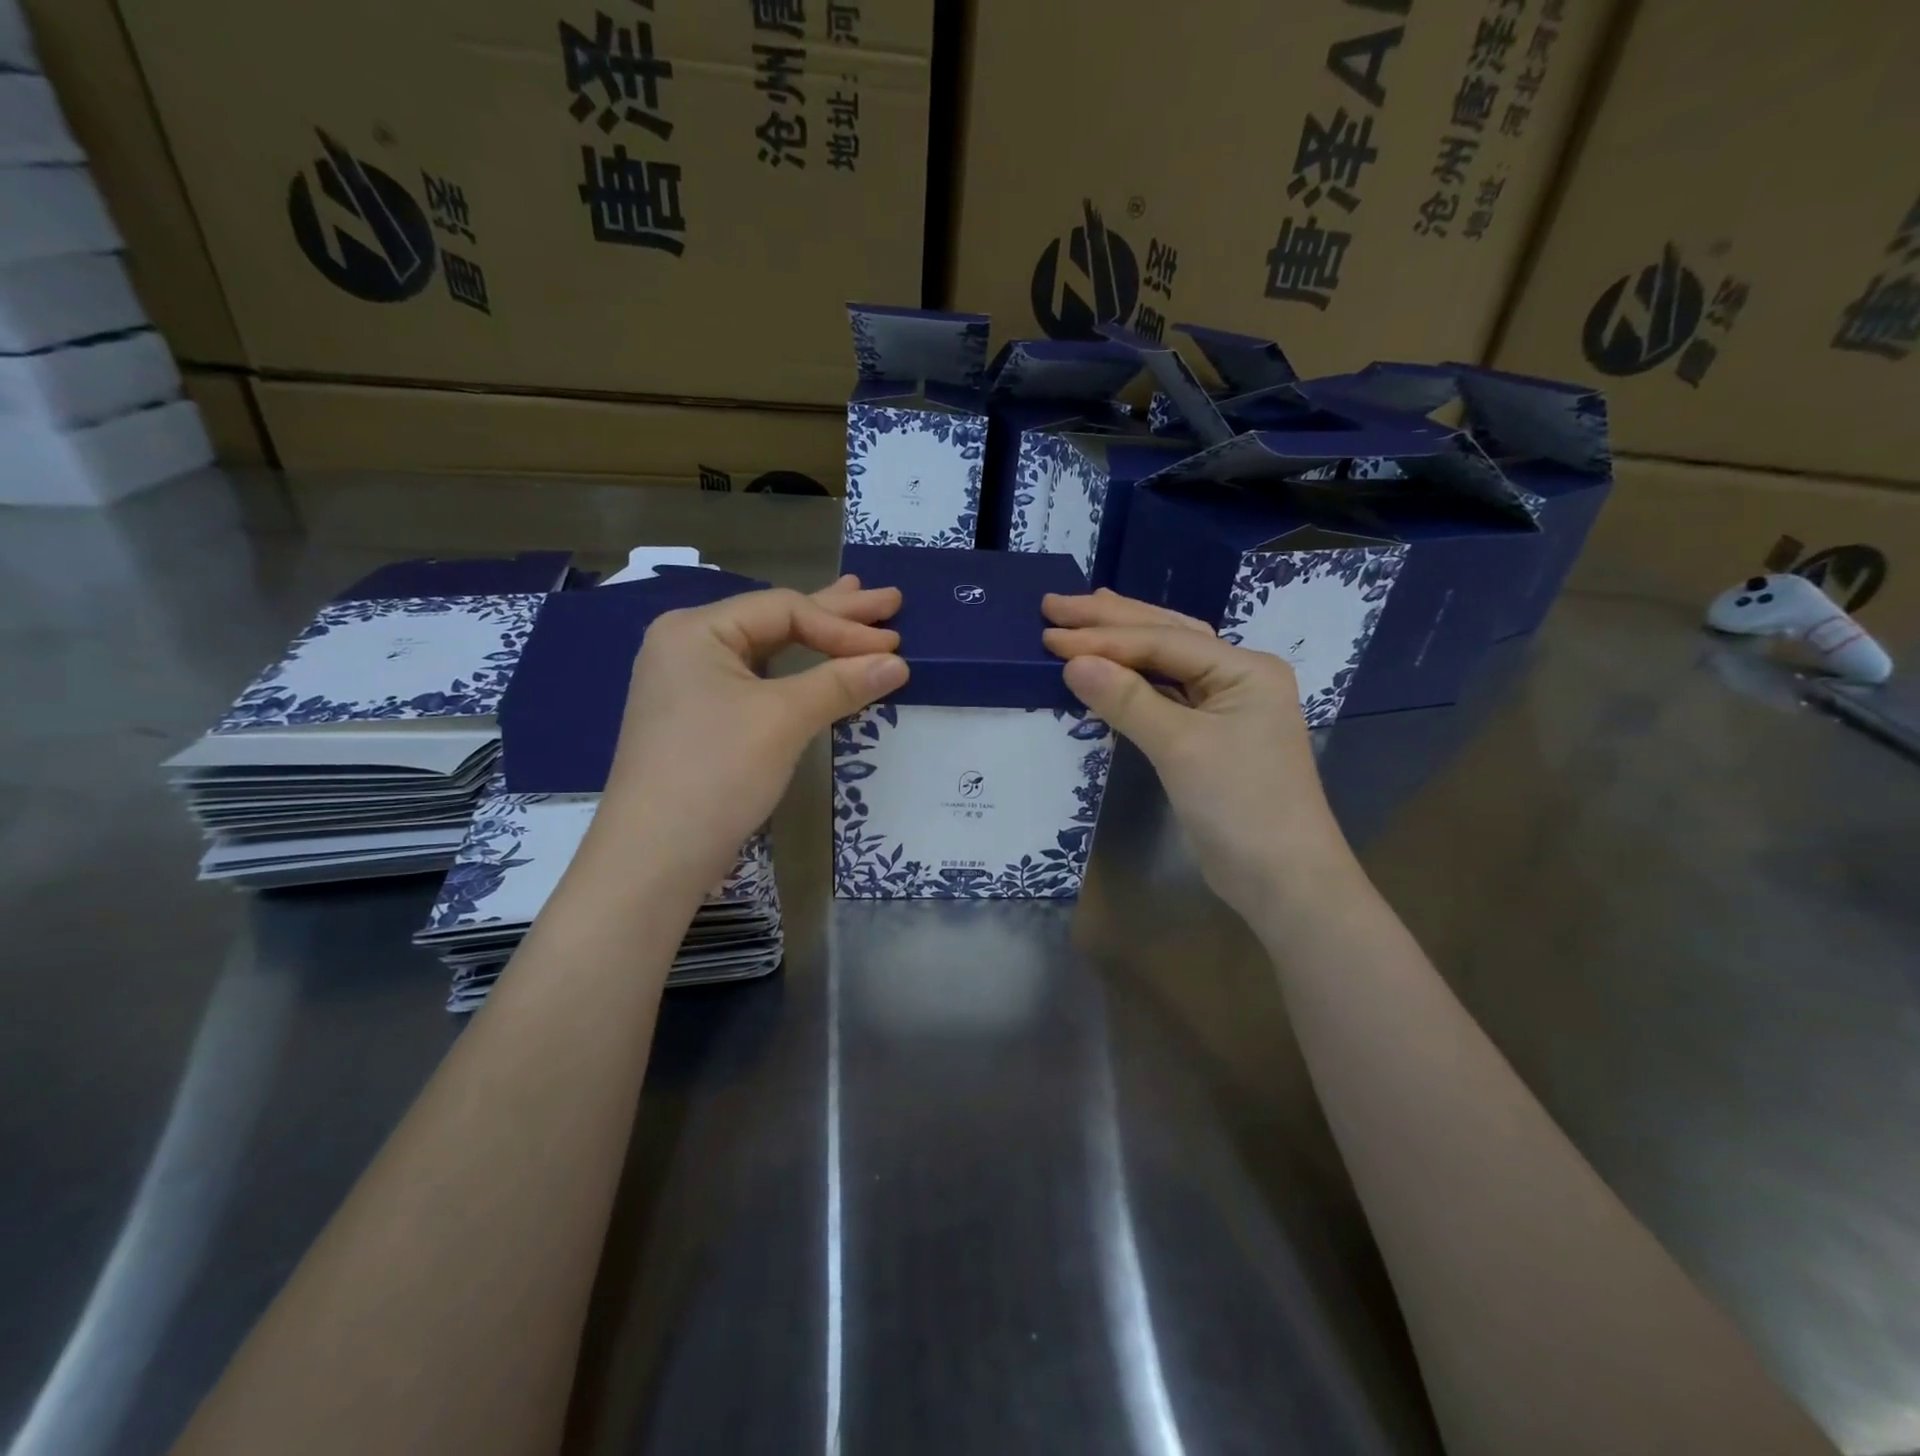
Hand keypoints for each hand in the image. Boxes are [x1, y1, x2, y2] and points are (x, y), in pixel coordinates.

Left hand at [588, 576, 907, 897]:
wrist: (655, 857)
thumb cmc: (716, 772)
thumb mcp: (782, 720)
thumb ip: (840, 683)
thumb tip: (898, 662)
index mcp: (696, 630)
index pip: (784, 610)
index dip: (843, 626)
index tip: (895, 647)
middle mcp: (688, 646)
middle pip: (776, 620)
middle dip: (836, 613)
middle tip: (889, 600)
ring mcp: (691, 685)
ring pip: (768, 650)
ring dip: (817, 638)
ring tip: (858, 613)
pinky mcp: (701, 719)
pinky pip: (759, 681)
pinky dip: (797, 673)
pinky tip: (817, 664)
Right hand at [1042, 589, 1356, 920]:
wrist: (1282, 879)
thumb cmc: (1240, 805)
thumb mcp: (1181, 748)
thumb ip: (1128, 700)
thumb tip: (1073, 662)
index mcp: (1244, 668)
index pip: (1163, 641)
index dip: (1104, 637)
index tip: (1050, 632)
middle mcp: (1238, 678)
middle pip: (1166, 637)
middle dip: (1110, 621)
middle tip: (1056, 604)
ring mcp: (1225, 708)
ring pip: (1166, 663)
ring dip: (1122, 642)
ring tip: (1083, 616)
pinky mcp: (1209, 738)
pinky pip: (1164, 695)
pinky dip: (1132, 680)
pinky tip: (1109, 668)